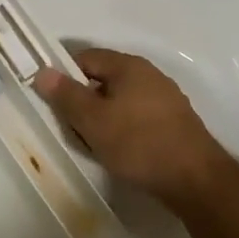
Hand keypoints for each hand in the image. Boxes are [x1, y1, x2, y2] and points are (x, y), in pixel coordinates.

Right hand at [34, 48, 230, 208]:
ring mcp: (166, 98)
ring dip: (103, 116)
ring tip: (93, 142)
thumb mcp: (93, 120)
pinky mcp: (175, 122)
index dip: (64, 75)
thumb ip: (66, 95)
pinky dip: (123, 128)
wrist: (196, 180)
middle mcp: (149, 74)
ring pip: (121, 100)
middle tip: (70, 126)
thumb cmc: (138, 143)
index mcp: (128, 66)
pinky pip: (138, 116)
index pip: (86, 57)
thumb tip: (42, 71)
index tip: (51, 100)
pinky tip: (120, 151)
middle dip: (84, 99)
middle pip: (104, 78)